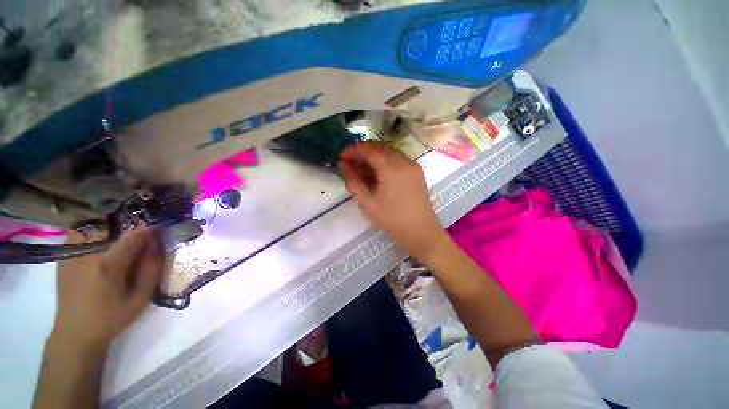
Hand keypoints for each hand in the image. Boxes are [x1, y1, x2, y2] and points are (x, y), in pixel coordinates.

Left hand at [51, 229, 164, 349]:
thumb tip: (158, 246)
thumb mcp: (140, 299)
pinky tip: (100, 245)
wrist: (75, 333)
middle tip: (142, 240)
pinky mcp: (64, 257)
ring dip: (112, 230)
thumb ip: (151, 271)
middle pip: (114, 229)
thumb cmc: (111, 318)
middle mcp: (87, 254)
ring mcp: (72, 254)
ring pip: (96, 228)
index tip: (160, 229)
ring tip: (120, 242)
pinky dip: (93, 233)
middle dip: (132, 230)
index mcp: (108, 265)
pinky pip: (79, 235)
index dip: (150, 230)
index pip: (133, 236)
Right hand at [338, 141, 449, 260]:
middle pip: (379, 146)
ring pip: (389, 151)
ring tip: (361, 169)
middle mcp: (404, 161)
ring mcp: (412, 165)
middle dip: (362, 151)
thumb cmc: (392, 220)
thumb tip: (343, 165)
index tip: (341, 156)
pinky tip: (377, 172)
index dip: (353, 150)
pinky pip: (397, 158)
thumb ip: (354, 181)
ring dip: (373, 155)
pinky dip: (384, 160)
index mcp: (392, 168)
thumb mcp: (368, 203)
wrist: (421, 231)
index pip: (369, 149)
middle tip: (350, 163)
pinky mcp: (416, 171)